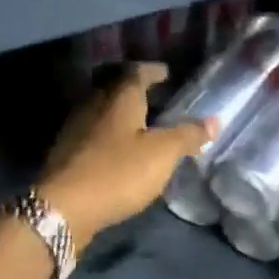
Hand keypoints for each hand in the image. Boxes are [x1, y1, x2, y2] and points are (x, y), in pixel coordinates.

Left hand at [38, 63, 215, 239]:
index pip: (137, 72)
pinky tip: (116, 150)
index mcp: (119, 98)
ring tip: (139, 125)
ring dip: (119, 114)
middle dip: (133, 90)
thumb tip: (215, 120)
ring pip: (100, 111)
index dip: (153, 71)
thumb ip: (188, 135)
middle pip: (114, 88)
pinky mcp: (65, 154)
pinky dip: (107, 135)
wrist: (64, 208)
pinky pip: (91, 134)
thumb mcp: (162, 154)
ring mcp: (75, 129)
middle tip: (154, 97)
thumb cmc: (118, 173)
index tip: (166, 73)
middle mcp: (93, 105)